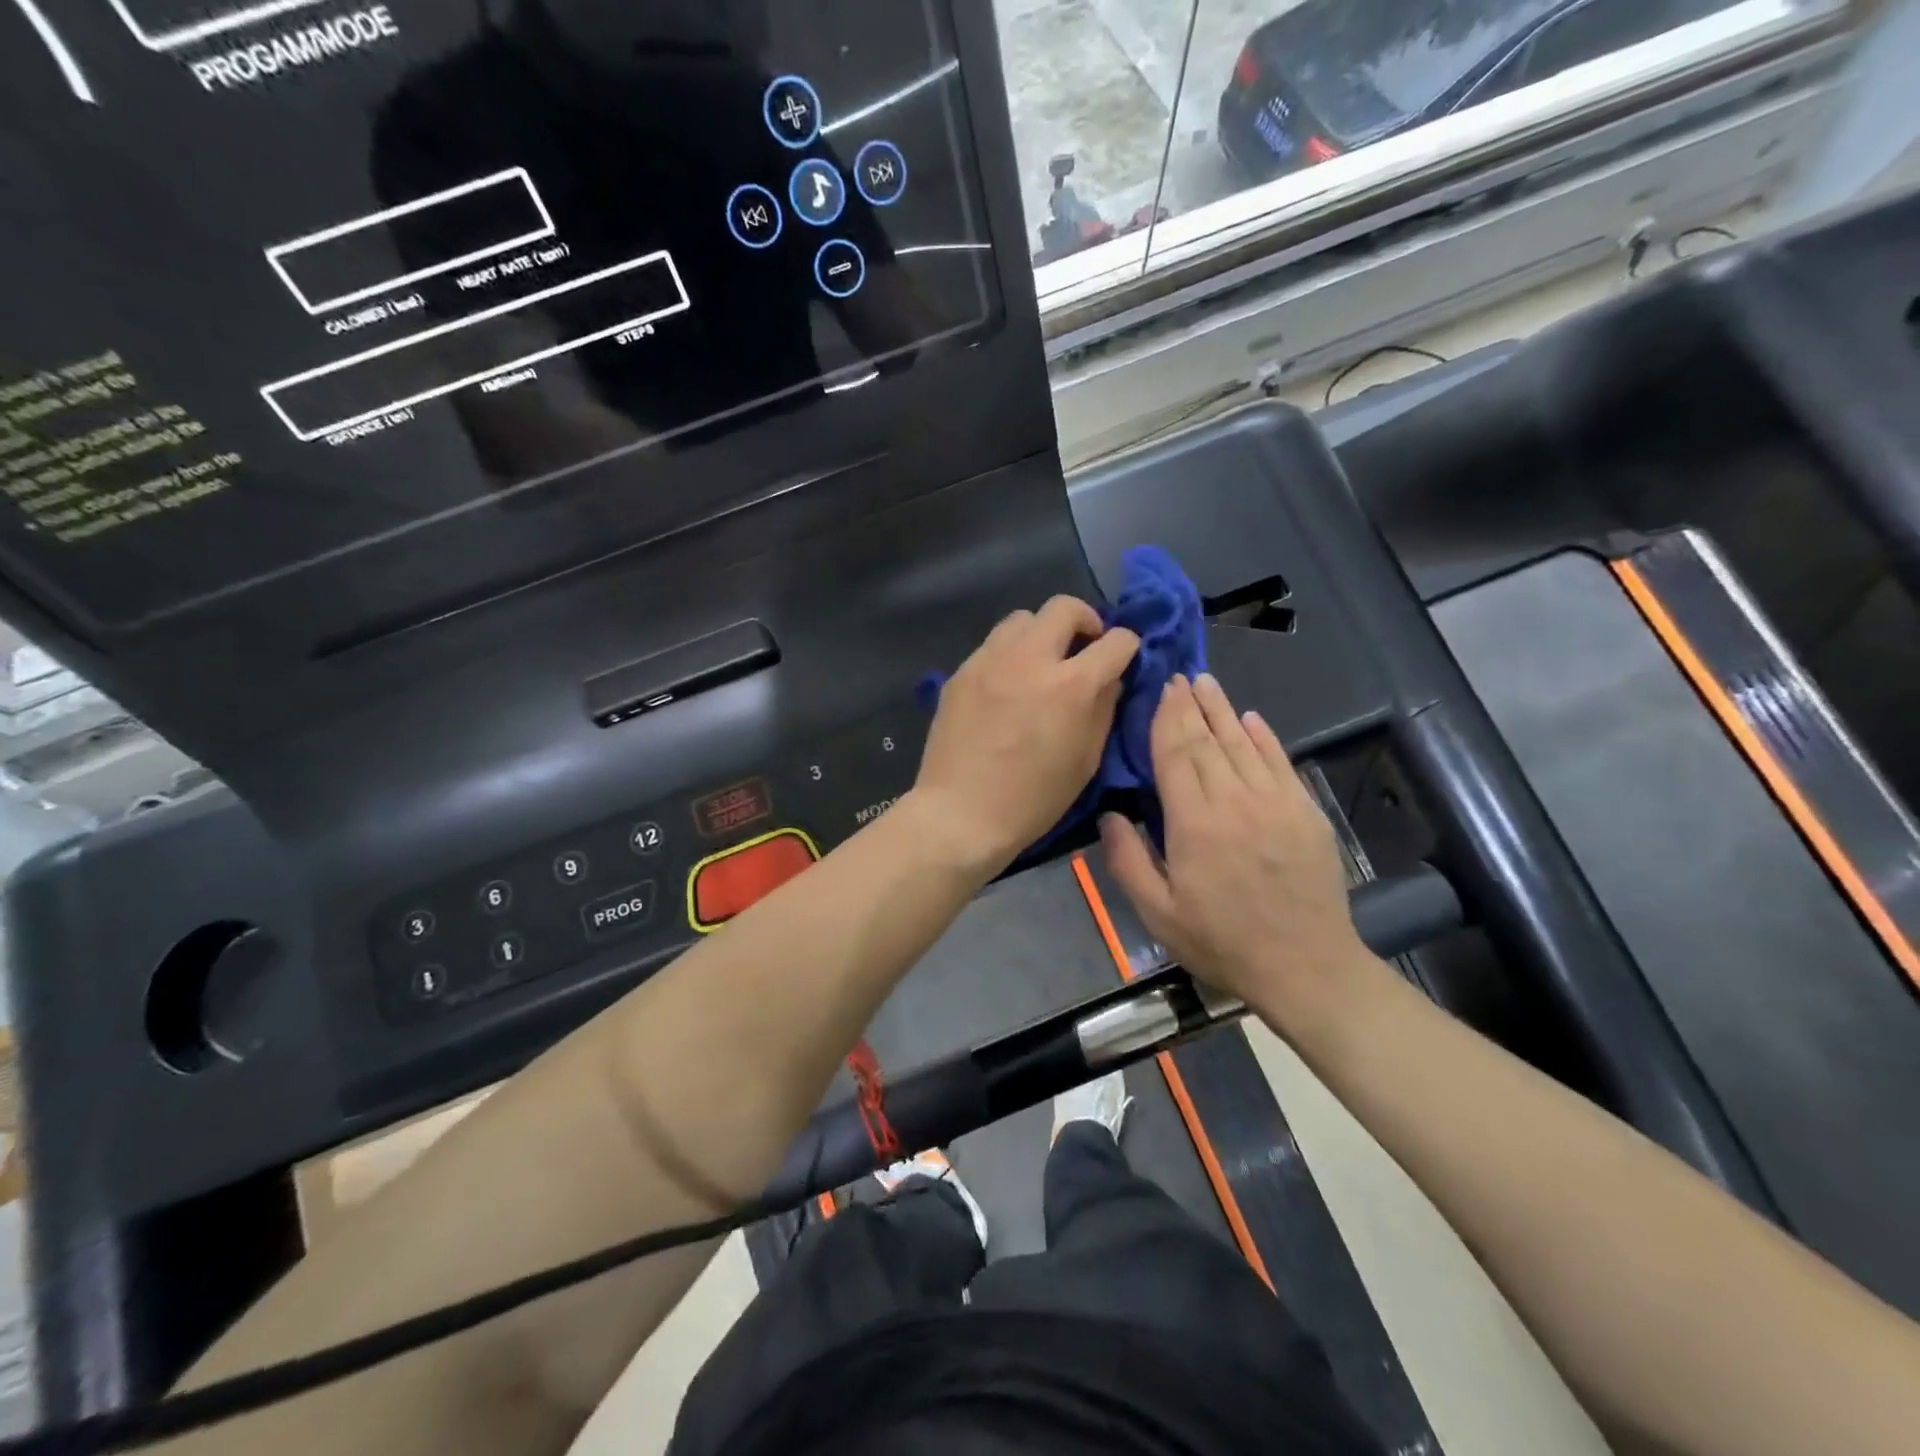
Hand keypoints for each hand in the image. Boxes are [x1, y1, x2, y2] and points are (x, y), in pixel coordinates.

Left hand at [913, 597, 1138, 875]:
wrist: (960, 813)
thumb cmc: (1032, 800)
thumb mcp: (1085, 761)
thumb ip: (1103, 708)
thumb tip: (1110, 677)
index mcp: (1070, 685)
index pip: (1115, 641)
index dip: (1127, 646)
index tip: (1123, 657)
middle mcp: (1030, 659)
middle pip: (1064, 607)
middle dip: (1085, 621)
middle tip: (1085, 647)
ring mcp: (989, 661)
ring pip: (1023, 618)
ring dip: (1042, 633)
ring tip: (1042, 663)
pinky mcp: (961, 672)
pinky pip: (994, 645)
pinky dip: (1011, 654)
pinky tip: (1008, 685)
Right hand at [1101, 673, 1371, 1028]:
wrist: (1305, 967)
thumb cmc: (1221, 941)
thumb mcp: (1158, 914)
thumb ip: (1127, 860)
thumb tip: (1110, 813)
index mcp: (1195, 823)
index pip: (1175, 755)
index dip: (1166, 719)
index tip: (1160, 690)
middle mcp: (1236, 801)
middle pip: (1209, 741)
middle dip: (1191, 705)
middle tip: (1179, 676)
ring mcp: (1276, 803)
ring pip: (1244, 743)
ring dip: (1223, 710)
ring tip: (1207, 683)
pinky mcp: (1305, 813)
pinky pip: (1281, 762)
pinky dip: (1265, 737)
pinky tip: (1252, 719)